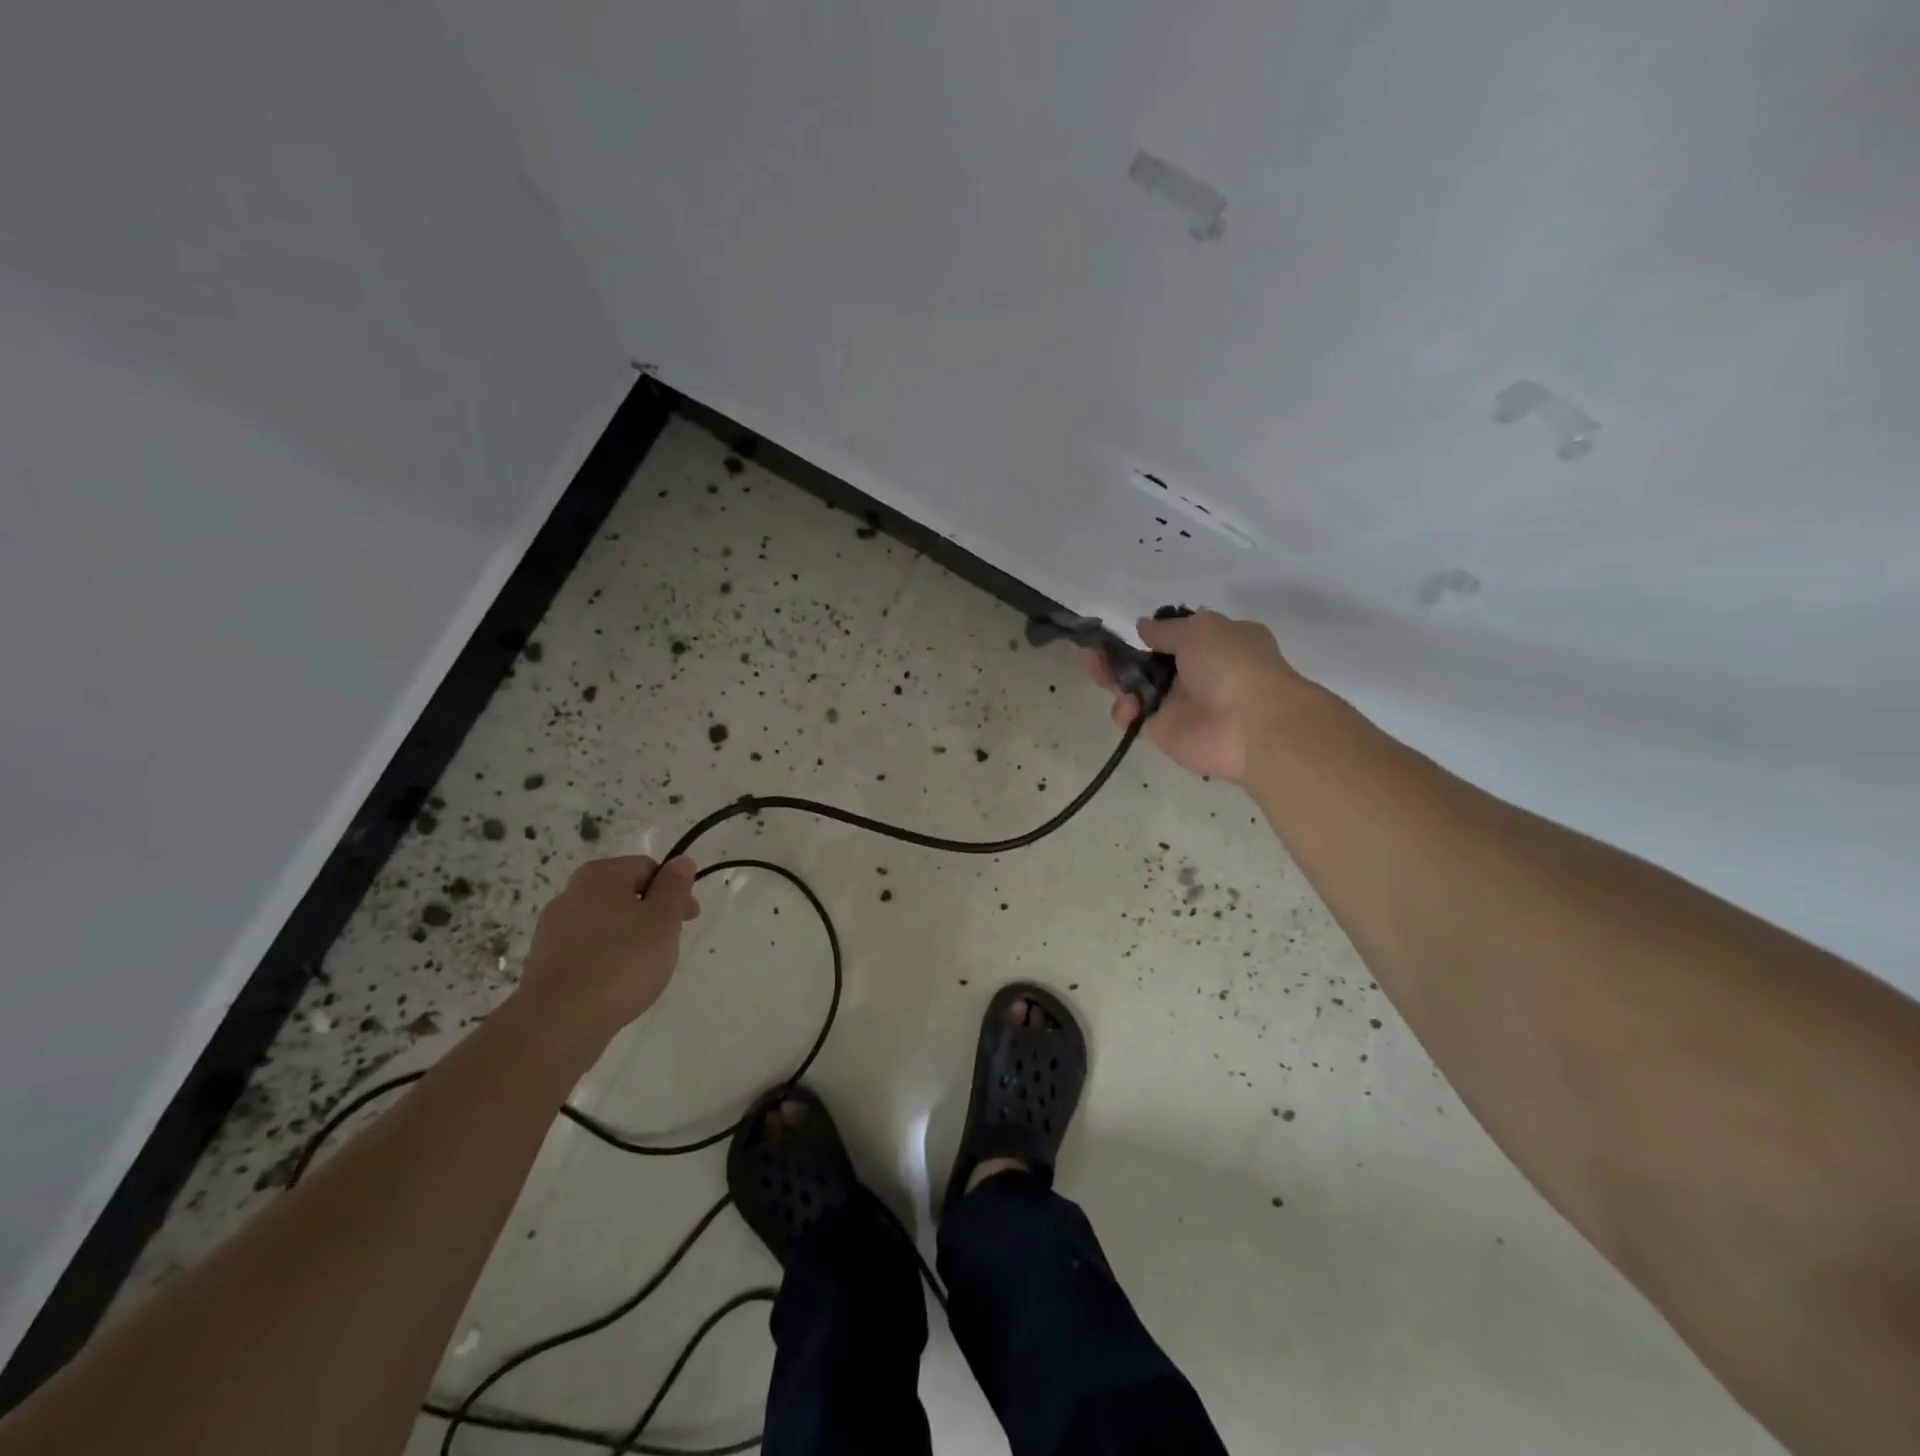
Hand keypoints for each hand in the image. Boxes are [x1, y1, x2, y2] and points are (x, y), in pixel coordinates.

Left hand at [515, 855, 700, 1040]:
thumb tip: (681, 862)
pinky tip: (616, 984)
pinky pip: (587, 950)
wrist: (560, 1021)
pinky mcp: (544, 963)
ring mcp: (552, 929)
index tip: (688, 918)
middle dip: (651, 914)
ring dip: (629, 937)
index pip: (647, 868)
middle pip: (624, 894)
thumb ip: (675, 887)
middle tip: (669, 944)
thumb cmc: (622, 961)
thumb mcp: (663, 919)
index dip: (674, 890)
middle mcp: (571, 894)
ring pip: (606, 923)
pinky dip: (607, 959)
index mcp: (599, 875)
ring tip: (644, 968)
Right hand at [1083, 609, 1316, 783]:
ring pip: (1137, 686)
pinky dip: (1124, 709)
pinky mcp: (1164, 730)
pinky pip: (1136, 716)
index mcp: (1217, 642)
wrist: (1250, 726)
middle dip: (1122, 653)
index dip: (1156, 631)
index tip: (1132, 630)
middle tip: (1093, 648)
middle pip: (1150, 660)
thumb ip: (1165, 629)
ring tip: (1090, 664)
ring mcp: (1179, 702)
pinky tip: (1124, 707)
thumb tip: (1142, 626)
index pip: (1180, 634)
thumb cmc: (1232, 665)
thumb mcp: (1200, 630)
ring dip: (1112, 676)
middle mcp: (1198, 671)